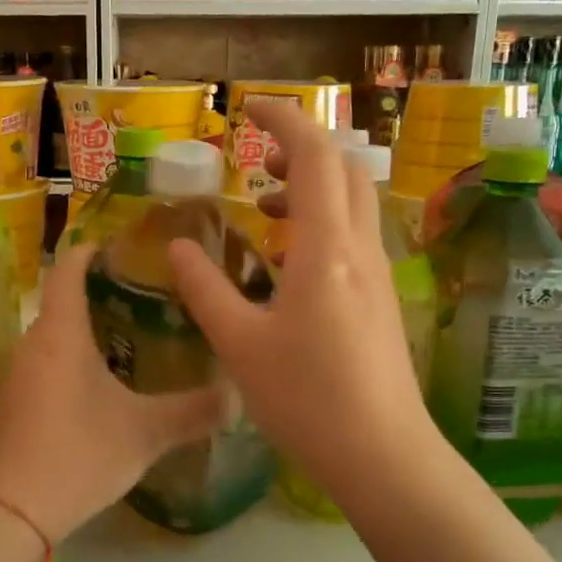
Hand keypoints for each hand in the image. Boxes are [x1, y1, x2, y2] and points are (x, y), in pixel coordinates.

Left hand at [0, 242, 227, 544]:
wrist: (10, 513)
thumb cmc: (79, 454)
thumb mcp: (145, 434)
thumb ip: (193, 412)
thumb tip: (237, 397)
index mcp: (60, 334)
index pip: (68, 269)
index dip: (89, 252)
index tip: (114, 248)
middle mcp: (27, 345)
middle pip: (58, 307)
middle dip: (92, 302)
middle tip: (135, 309)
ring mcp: (7, 378)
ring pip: (45, 344)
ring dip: (75, 342)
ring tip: (115, 354)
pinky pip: (32, 374)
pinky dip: (57, 373)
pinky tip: (80, 402)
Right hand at [168, 99, 435, 495]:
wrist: (383, 454)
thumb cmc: (306, 399)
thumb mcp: (239, 343)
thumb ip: (205, 288)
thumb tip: (178, 247)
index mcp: (325, 248)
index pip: (314, 155)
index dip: (284, 120)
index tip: (249, 107)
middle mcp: (360, 248)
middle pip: (343, 168)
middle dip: (300, 149)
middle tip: (255, 160)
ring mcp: (378, 273)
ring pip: (352, 202)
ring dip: (310, 188)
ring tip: (262, 207)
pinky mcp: (381, 298)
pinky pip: (353, 237)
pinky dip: (319, 224)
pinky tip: (286, 262)